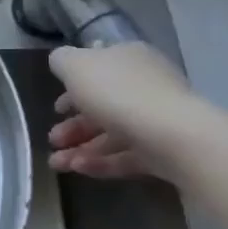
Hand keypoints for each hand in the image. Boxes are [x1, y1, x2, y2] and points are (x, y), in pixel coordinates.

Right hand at [46, 43, 211, 180]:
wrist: (174, 136)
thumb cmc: (118, 93)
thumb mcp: (76, 66)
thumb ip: (62, 60)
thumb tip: (62, 63)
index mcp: (128, 59)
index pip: (99, 69)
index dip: (73, 87)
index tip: (56, 108)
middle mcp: (145, 86)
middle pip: (103, 105)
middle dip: (74, 125)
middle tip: (53, 140)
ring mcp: (156, 120)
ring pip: (112, 134)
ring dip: (81, 148)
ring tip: (57, 164)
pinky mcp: (163, 152)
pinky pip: (126, 156)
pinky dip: (101, 162)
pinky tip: (78, 170)